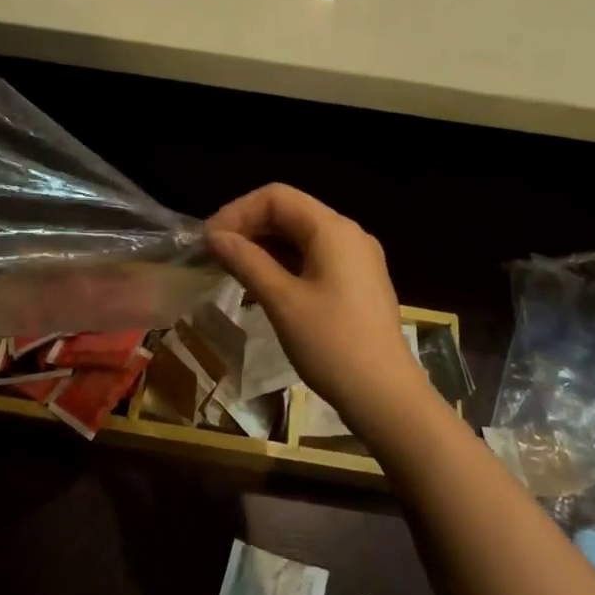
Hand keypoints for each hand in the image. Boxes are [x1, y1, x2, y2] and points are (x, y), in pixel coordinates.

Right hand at [206, 184, 433, 436]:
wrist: (386, 397)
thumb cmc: (332, 345)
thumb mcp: (282, 301)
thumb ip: (247, 262)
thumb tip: (215, 237)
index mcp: (333, 230)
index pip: (277, 197)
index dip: (237, 212)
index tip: (209, 240)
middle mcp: (348, 235)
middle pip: (290, 213)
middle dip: (249, 228)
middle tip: (214, 256)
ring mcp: (357, 259)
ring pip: (301, 237)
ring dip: (264, 248)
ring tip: (231, 272)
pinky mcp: (357, 283)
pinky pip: (314, 259)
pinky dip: (284, 265)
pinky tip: (261, 288)